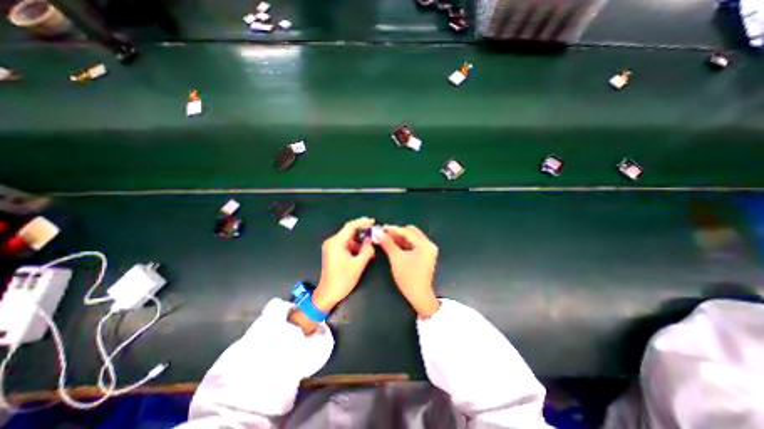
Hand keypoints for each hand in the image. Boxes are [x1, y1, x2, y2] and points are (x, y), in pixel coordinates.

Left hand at [311, 218, 376, 310]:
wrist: (328, 294)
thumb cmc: (343, 280)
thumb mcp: (358, 264)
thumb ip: (367, 249)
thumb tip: (371, 239)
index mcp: (336, 243)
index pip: (350, 226)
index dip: (362, 222)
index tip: (373, 221)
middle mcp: (332, 242)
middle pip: (349, 231)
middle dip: (363, 232)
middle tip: (375, 234)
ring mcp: (331, 247)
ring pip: (349, 238)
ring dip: (360, 241)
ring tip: (371, 247)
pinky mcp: (333, 252)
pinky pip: (346, 244)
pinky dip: (355, 247)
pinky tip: (364, 252)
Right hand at [377, 224, 438, 317]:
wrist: (419, 296)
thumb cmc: (408, 278)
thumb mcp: (396, 259)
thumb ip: (387, 244)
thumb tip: (378, 233)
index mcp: (425, 245)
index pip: (407, 232)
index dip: (393, 229)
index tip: (381, 228)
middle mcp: (429, 245)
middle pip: (411, 232)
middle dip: (397, 232)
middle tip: (384, 234)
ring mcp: (428, 250)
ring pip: (412, 238)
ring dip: (400, 238)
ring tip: (387, 239)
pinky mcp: (425, 255)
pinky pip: (413, 245)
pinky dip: (404, 244)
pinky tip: (394, 245)